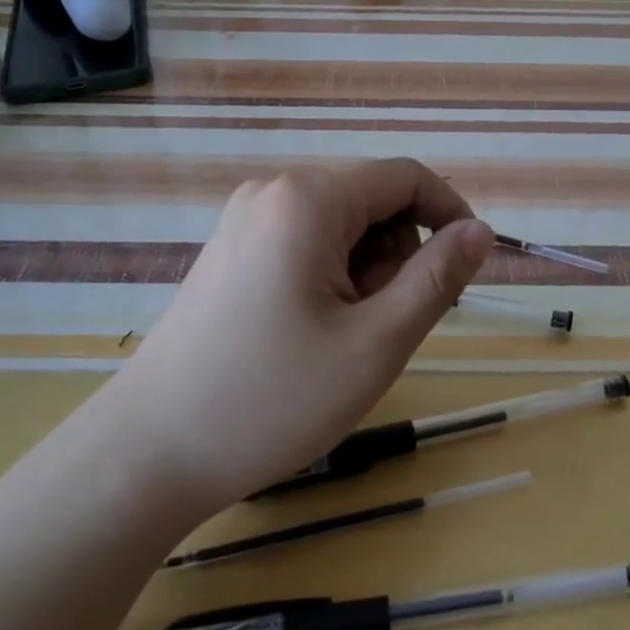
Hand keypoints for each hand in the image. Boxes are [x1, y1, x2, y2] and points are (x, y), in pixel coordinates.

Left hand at [110, 159, 495, 512]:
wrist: (149, 452)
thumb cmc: (271, 400)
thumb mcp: (374, 344)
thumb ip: (436, 278)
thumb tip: (481, 231)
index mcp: (308, 199)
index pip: (406, 176)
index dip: (450, 214)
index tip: (465, 272)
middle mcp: (273, 190)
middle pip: (372, 200)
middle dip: (395, 256)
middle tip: (377, 328)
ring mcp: (245, 218)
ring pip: (341, 224)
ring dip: (363, 271)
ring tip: (338, 336)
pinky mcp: (232, 247)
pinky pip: (305, 240)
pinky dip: (328, 276)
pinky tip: (307, 330)